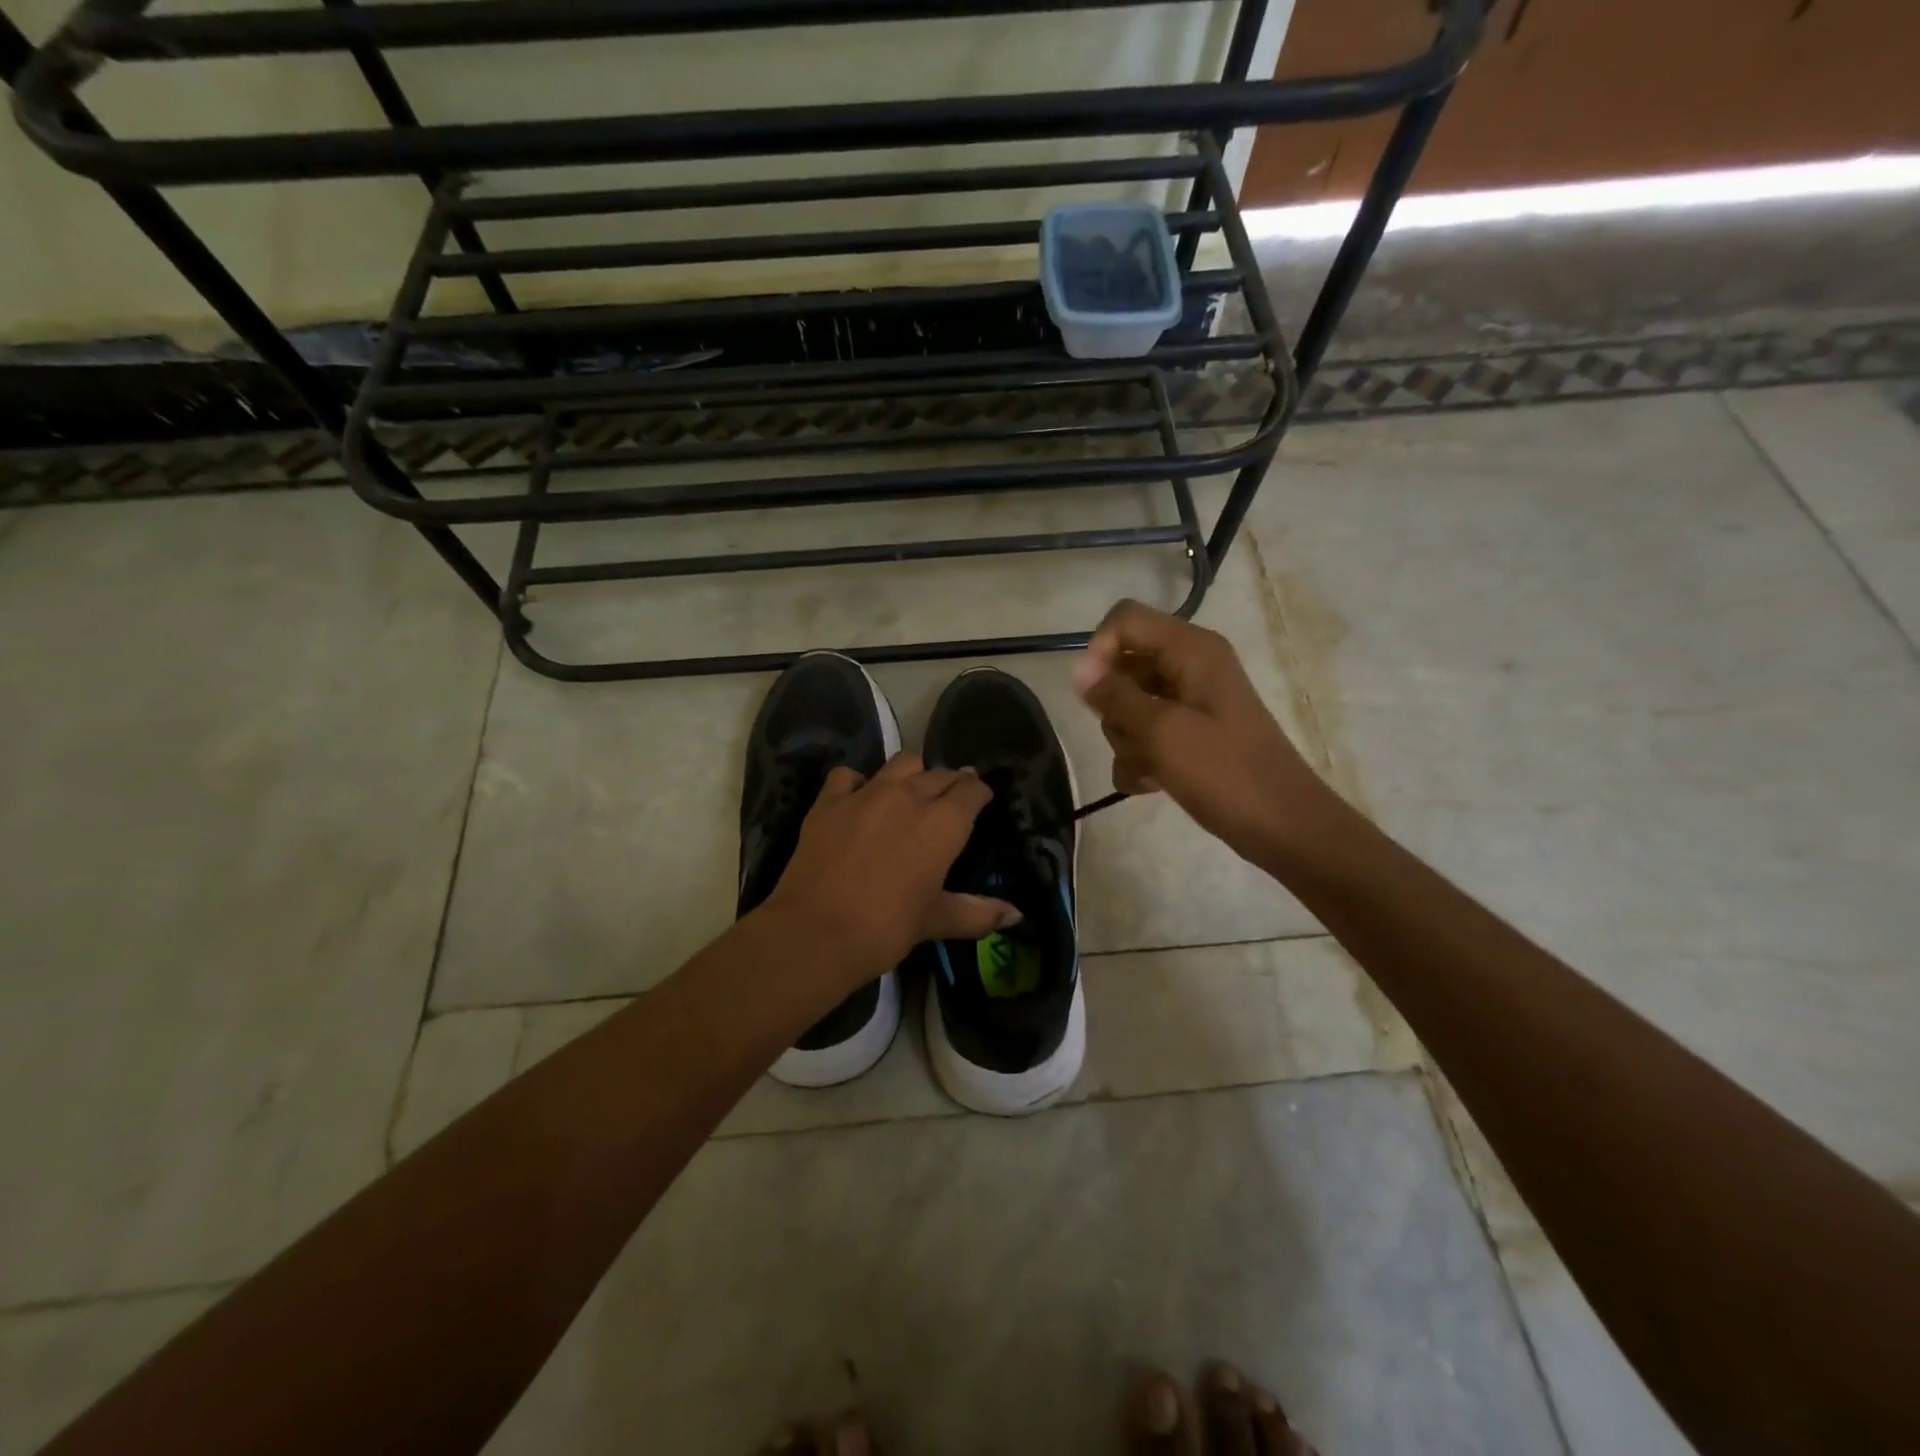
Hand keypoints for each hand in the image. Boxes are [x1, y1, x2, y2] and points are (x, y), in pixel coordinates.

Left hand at [762, 752, 1019, 988]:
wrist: (814, 933)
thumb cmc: (886, 928)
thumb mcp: (935, 921)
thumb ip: (977, 913)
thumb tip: (1016, 915)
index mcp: (943, 823)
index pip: (972, 790)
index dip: (979, 793)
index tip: (980, 801)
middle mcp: (909, 796)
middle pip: (940, 773)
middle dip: (950, 783)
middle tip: (950, 801)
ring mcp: (866, 793)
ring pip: (901, 763)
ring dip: (913, 774)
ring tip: (910, 792)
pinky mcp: (829, 800)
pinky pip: (849, 775)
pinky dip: (859, 782)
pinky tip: (859, 798)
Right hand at [1074, 599, 1334, 862]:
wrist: (1282, 826)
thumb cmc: (1225, 772)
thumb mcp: (1162, 732)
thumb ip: (1115, 697)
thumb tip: (1078, 669)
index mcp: (1191, 650)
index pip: (1124, 620)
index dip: (1099, 651)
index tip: (1092, 696)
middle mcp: (1189, 666)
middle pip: (1122, 668)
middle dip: (1115, 711)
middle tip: (1136, 741)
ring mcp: (1189, 702)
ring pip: (1128, 707)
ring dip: (1128, 742)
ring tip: (1150, 771)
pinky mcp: (1188, 734)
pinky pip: (1145, 734)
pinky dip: (1141, 759)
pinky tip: (1151, 785)